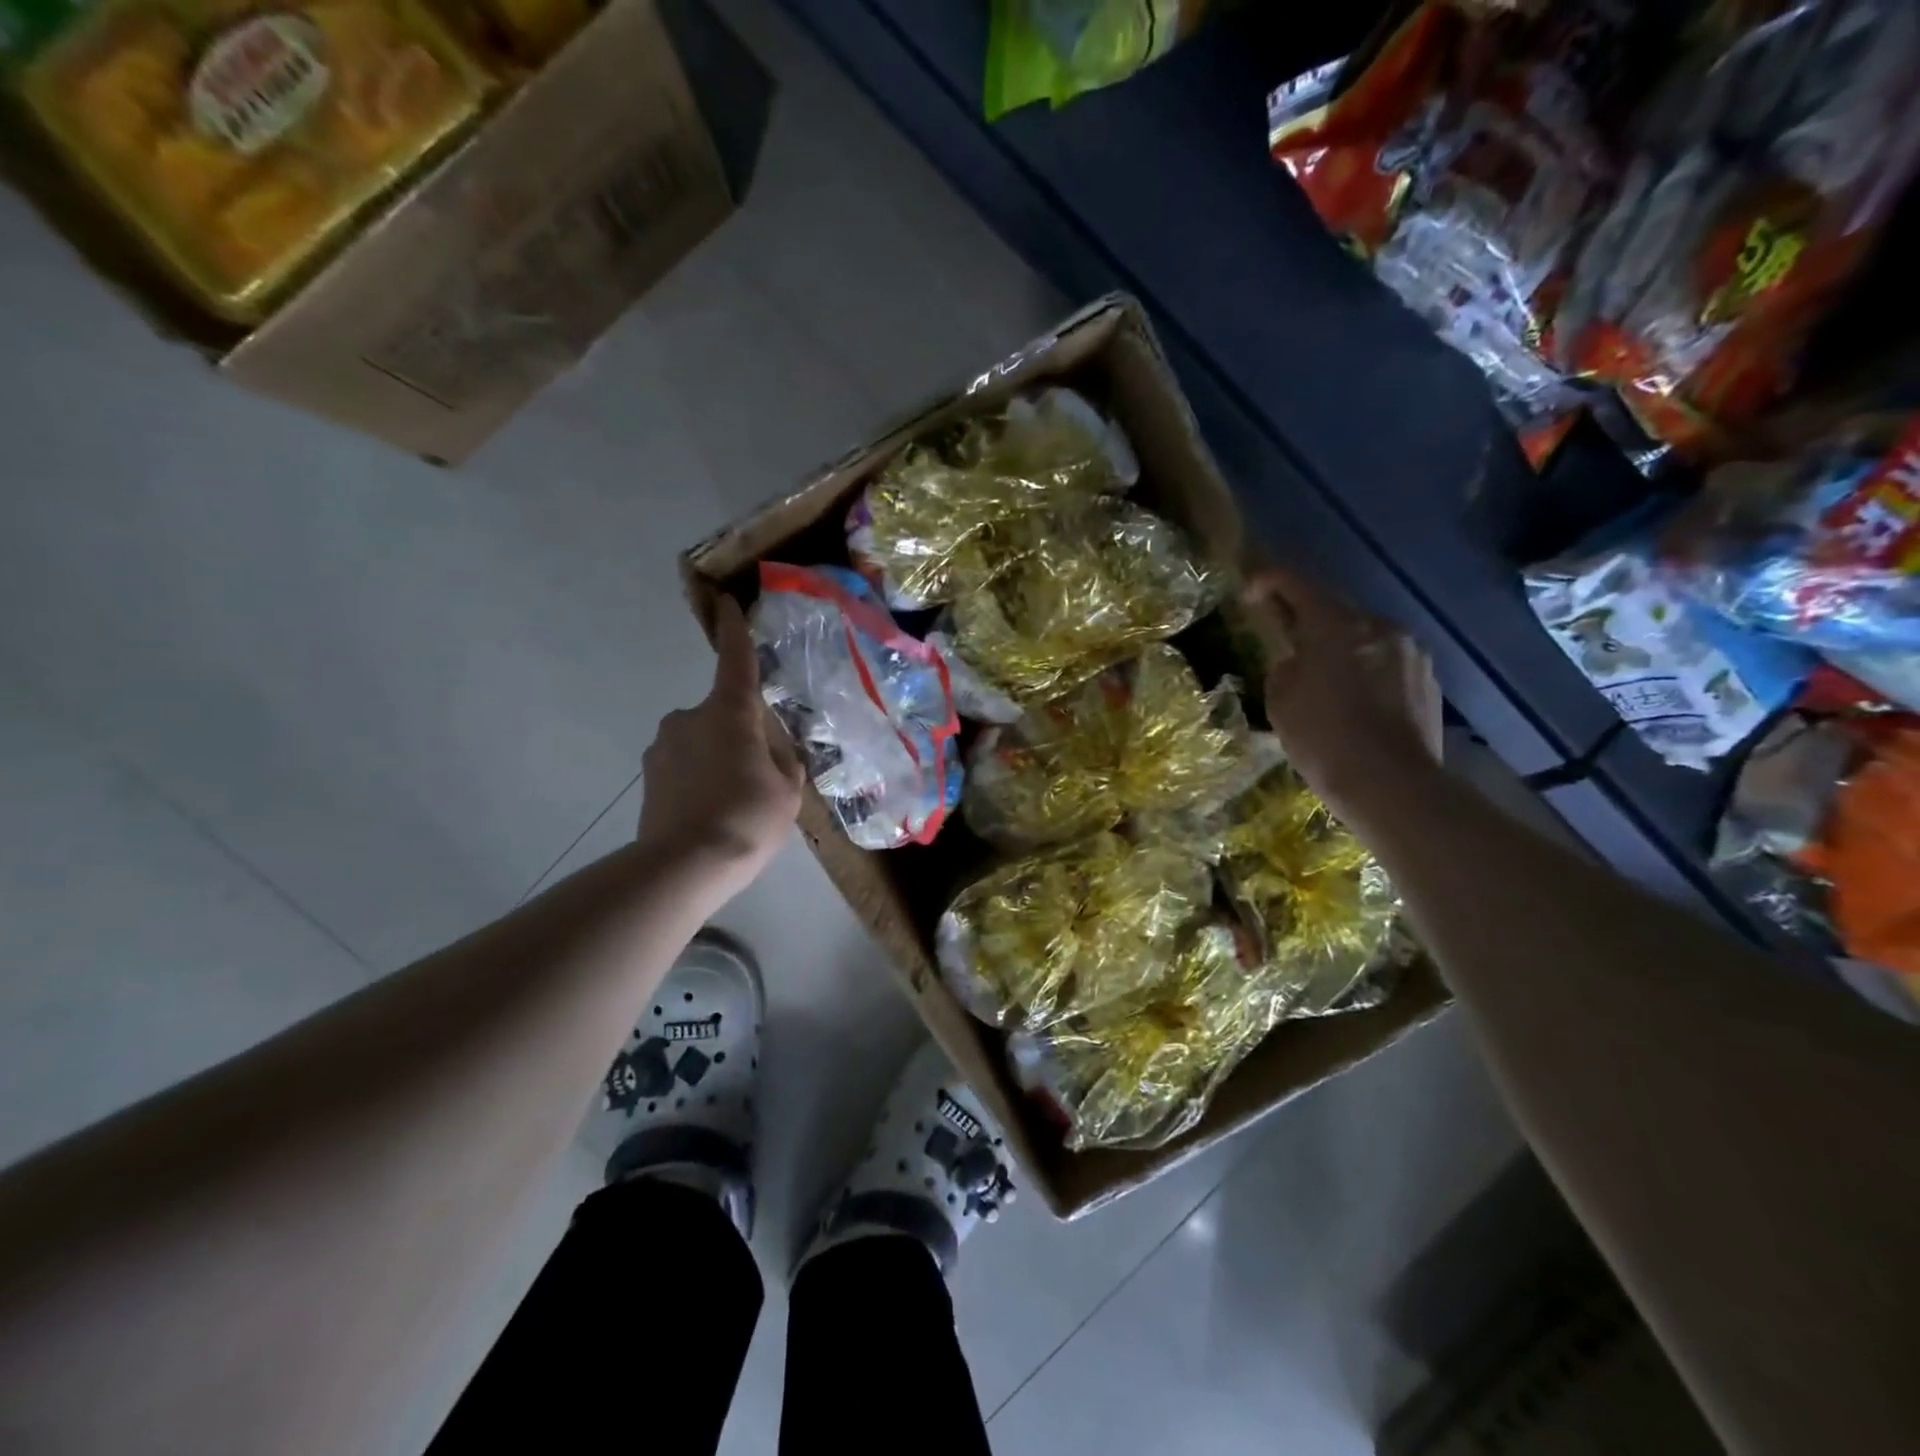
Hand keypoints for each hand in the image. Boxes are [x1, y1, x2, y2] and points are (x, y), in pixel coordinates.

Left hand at [637, 597, 804, 899]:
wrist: (684, 866)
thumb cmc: (747, 818)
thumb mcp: (788, 789)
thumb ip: (783, 758)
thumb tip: (771, 747)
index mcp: (728, 713)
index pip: (735, 661)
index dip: (735, 631)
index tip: (727, 603)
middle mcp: (689, 718)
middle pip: (723, 715)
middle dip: (742, 736)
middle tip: (760, 778)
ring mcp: (662, 747)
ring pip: (702, 743)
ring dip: (719, 761)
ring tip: (734, 806)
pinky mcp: (648, 777)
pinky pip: (684, 767)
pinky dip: (699, 781)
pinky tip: (711, 815)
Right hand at [1243, 568, 1440, 815]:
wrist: (1392, 785)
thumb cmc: (1323, 740)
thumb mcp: (1280, 702)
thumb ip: (1285, 667)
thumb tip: (1296, 660)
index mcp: (1335, 625)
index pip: (1298, 584)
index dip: (1271, 581)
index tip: (1252, 591)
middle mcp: (1378, 625)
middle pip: (1336, 607)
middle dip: (1308, 617)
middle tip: (1287, 636)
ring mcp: (1410, 650)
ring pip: (1365, 634)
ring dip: (1341, 644)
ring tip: (1324, 674)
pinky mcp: (1428, 678)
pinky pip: (1388, 660)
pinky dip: (1366, 668)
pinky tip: (1356, 699)